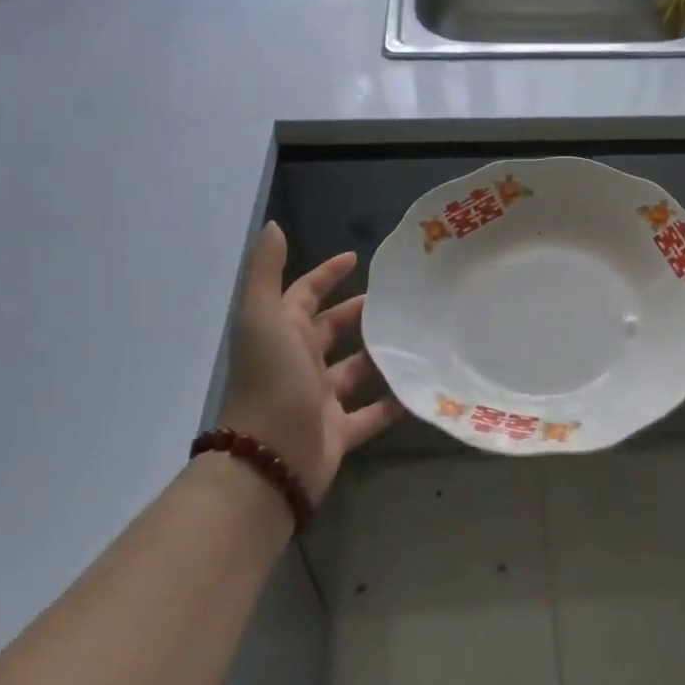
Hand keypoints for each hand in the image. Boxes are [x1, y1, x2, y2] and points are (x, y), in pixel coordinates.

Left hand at [216, 223, 403, 502]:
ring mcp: (319, 399)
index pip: (305, 294)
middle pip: (332, 330)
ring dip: (379, 355)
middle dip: (360, 313)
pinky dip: (393, 403)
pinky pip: (371, 414)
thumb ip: (266, 272)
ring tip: (416, 336)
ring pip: (355, 370)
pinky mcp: (339, 432)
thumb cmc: (271, 379)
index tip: (356, 258)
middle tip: (399, 299)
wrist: (269, 459)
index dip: (326, 274)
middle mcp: (299, 363)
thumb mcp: (264, 317)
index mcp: (282, 333)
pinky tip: (420, 387)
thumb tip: (273, 225)